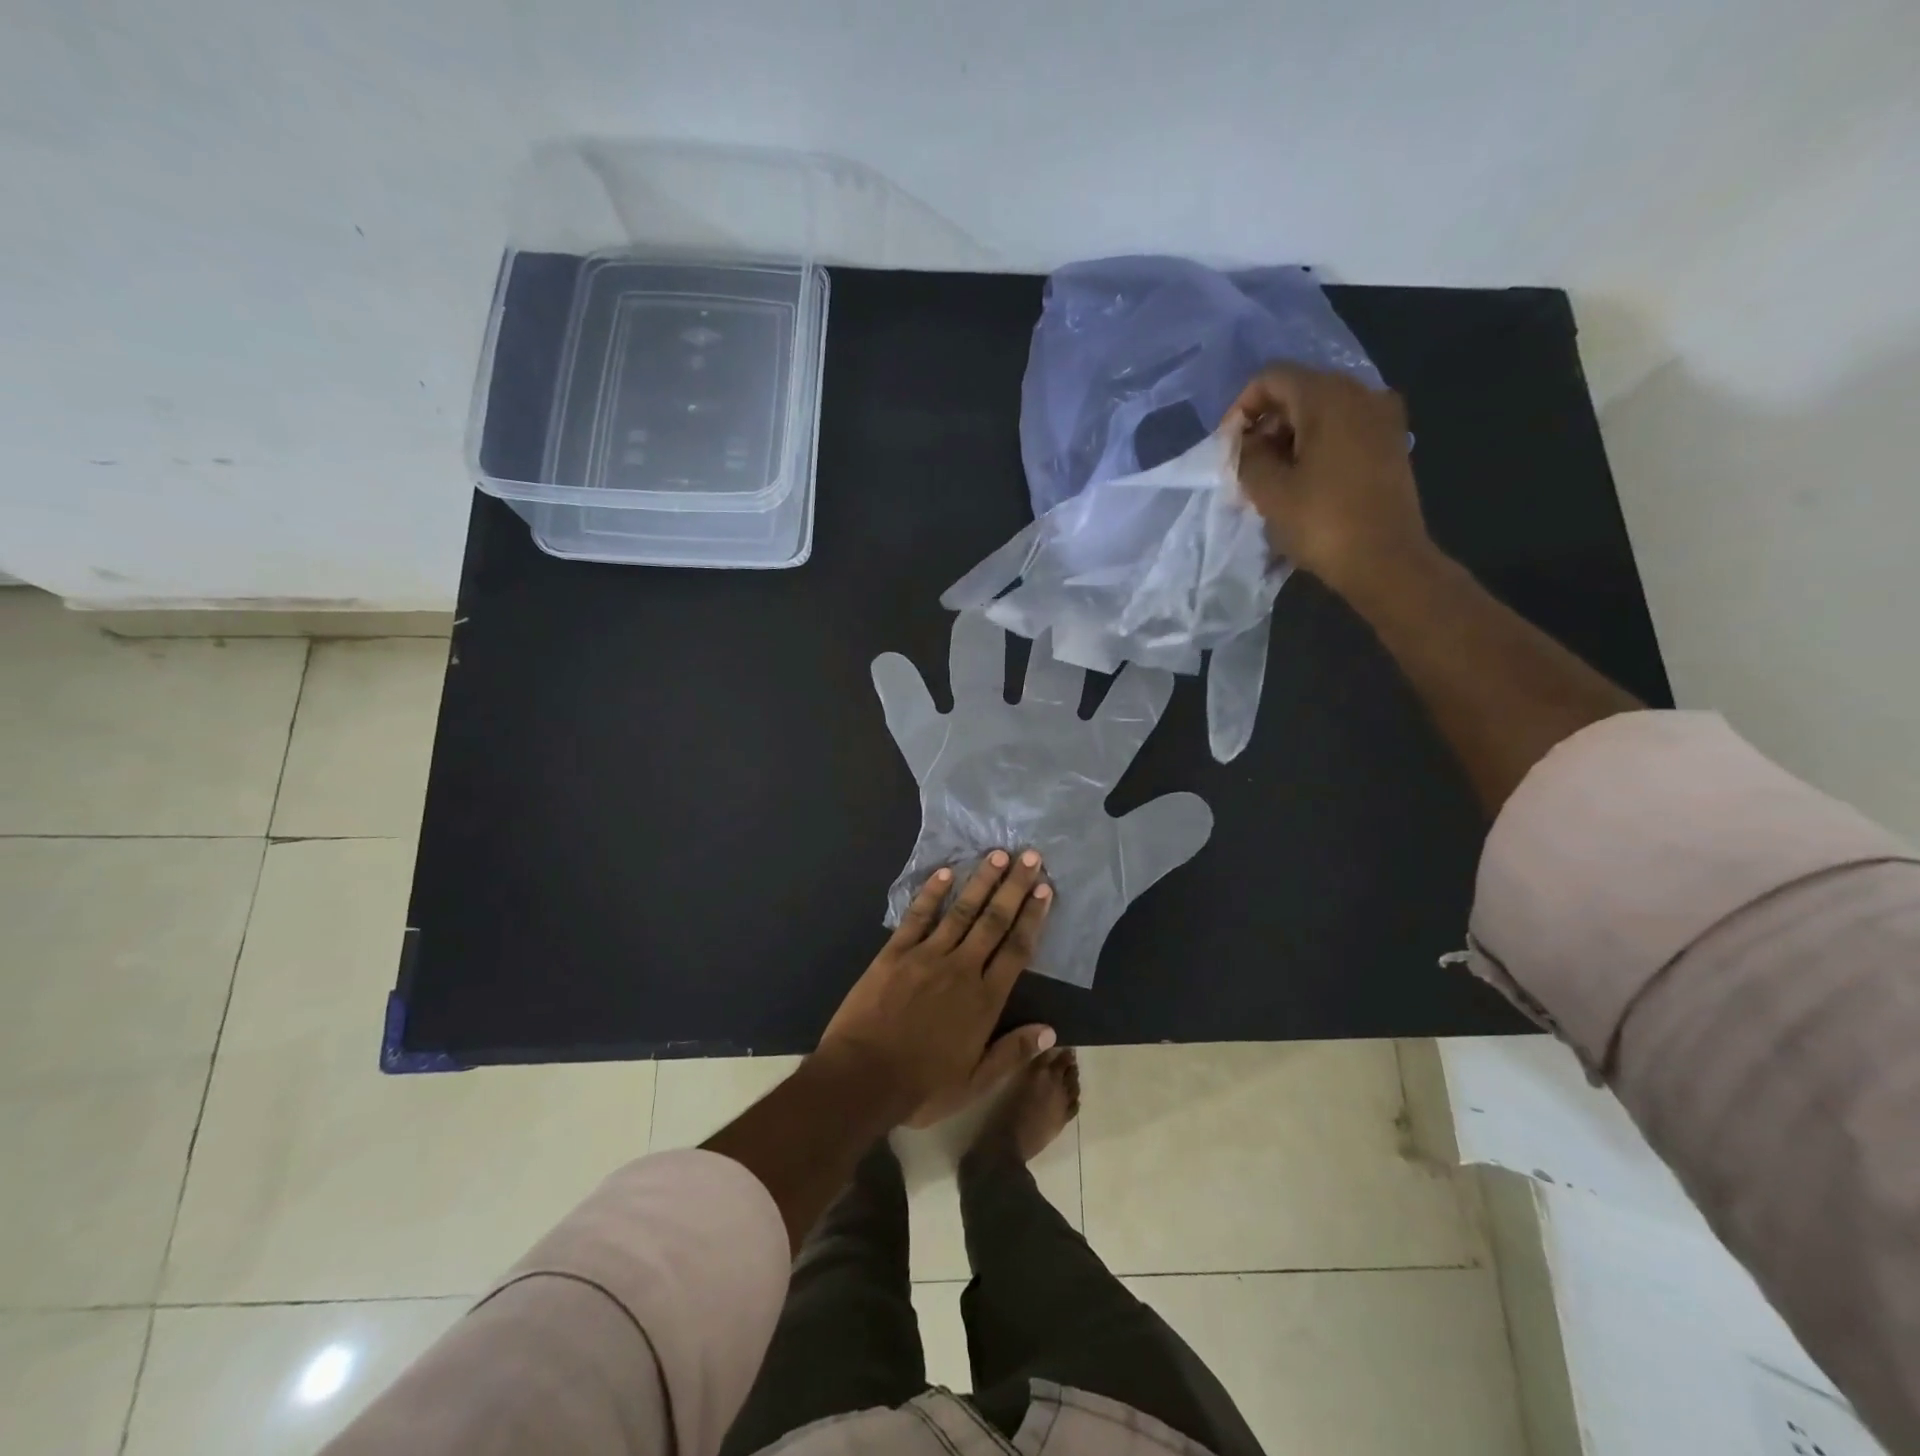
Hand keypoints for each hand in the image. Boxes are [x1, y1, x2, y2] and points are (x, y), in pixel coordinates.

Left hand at [819, 851, 1052, 1118]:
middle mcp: (961, 969)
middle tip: (1030, 856)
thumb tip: (1051, 1031)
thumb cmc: (921, 1086)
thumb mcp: (974, 1081)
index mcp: (984, 1000)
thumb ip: (1012, 1052)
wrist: (862, 1078)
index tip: (1045, 889)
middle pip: (994, 921)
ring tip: (998, 854)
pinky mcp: (895, 953)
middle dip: (1014, 887)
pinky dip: (932, 893)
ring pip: (961, 911)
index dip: (1032, 917)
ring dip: (981, 881)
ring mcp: (926, 956)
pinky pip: (918, 917)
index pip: (1016, 949)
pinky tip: (945, 872)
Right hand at [872, 612, 1213, 985]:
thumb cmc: (1066, 890)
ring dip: (981, 647)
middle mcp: (1040, 734)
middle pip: (1053, 672)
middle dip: (1060, 637)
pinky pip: (915, 722)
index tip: (1160, 649)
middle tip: (1067, 596)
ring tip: (980, 611)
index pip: (1125, 711)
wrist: (1003, 917)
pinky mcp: (942, 757)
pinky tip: (888, 664)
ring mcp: (988, 739)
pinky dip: (902, 696)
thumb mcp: (1117, 868)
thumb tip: (1201, 808)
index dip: (1143, 684)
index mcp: (1089, 758)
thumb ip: (1155, 839)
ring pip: (982, 676)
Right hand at [1222, 364, 1435, 594]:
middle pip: (1299, 391)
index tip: (1229, 447)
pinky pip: (1343, 429)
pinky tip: (1303, 481)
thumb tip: (1246, 442)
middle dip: (1266, 424)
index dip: (1241, 408)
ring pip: (1322, 411)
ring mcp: (1382, 417)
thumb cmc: (1322, 522)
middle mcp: (1361, 393)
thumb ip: (1247, 456)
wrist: (1386, 560)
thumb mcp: (1269, 491)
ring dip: (1289, 438)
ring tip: (1272, 479)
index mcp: (1329, 397)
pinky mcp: (1391, 442)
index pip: (1272, 378)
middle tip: (1247, 467)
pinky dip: (1316, 445)